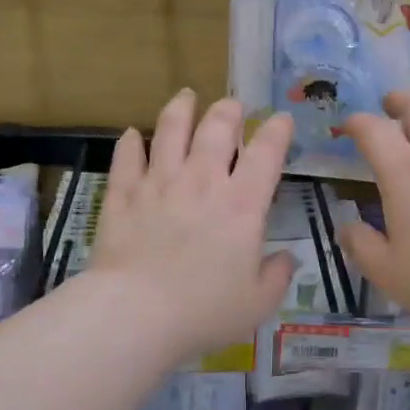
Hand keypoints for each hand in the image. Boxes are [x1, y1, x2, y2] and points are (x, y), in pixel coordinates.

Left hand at [90, 90, 295, 358]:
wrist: (135, 314)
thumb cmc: (203, 311)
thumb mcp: (256, 303)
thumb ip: (276, 276)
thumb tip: (287, 259)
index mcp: (241, 205)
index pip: (266, 152)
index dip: (277, 130)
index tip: (281, 119)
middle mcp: (202, 181)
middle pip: (217, 127)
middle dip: (229, 110)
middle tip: (232, 105)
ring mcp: (159, 183)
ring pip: (171, 129)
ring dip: (181, 108)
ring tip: (186, 96)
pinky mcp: (123, 194)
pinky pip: (127, 158)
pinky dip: (131, 142)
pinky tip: (133, 134)